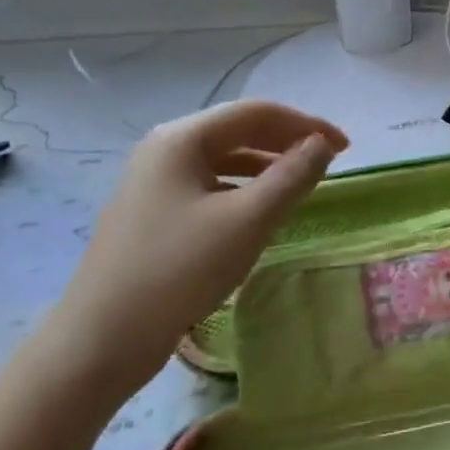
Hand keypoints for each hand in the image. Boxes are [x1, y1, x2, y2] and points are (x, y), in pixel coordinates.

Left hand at [47, 102, 346, 398]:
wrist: (103, 337)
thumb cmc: (180, 270)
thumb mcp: (248, 220)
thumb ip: (292, 176)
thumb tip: (322, 144)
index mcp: (182, 139)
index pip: (257, 113)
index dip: (307, 125)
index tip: (346, 148)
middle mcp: (164, 149)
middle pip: (237, 131)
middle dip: (287, 142)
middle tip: (329, 163)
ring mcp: (153, 181)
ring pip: (223, 160)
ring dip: (267, 165)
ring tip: (301, 186)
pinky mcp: (152, 212)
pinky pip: (209, 185)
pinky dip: (243, 189)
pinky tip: (259, 212)